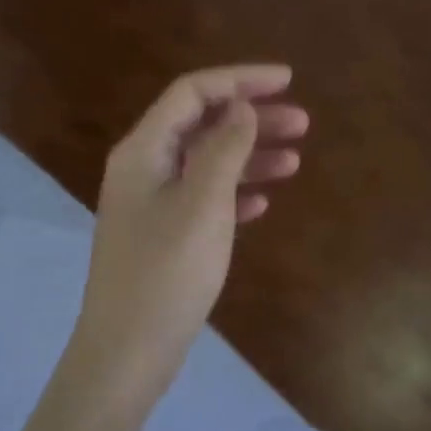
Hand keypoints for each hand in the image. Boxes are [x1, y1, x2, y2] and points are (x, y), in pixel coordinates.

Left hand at [72, 66, 308, 407]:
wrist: (128, 350)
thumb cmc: (166, 273)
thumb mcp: (202, 204)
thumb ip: (224, 149)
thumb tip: (242, 107)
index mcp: (143, 151)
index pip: (191, 93)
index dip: (240, 80)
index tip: (288, 81)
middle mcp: (142, 169)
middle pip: (201, 126)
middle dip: (251, 119)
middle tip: (303, 124)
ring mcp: (150, 205)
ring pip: (206, 164)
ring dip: (249, 157)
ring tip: (295, 162)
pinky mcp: (162, 237)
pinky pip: (203, 199)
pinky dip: (234, 193)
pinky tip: (262, 203)